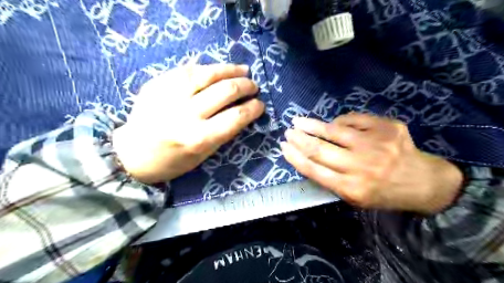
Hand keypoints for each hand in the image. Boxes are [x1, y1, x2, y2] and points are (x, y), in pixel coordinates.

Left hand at [113, 64, 264, 183]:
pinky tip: (218, 69)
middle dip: (245, 86)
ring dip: (230, 70)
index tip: (260, 104)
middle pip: (225, 91)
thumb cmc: (172, 161)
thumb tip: (242, 110)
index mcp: (199, 138)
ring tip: (243, 70)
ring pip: (207, 73)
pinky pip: (188, 69)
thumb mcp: (203, 155)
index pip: (236, 117)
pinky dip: (208, 68)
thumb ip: (223, 132)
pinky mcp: (157, 83)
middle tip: (253, 86)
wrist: (132, 154)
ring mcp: (169, 95)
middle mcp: (185, 114)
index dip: (253, 108)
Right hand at [282, 112, 461, 214]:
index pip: (313, 169)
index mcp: (351, 188)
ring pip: (334, 130)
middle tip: (288, 132)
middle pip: (319, 149)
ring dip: (312, 124)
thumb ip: (330, 179)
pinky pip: (353, 119)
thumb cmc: (383, 193)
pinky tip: (334, 123)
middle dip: (299, 139)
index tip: (283, 147)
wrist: (423, 182)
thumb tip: (308, 155)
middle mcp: (362, 166)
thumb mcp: (354, 197)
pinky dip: (340, 121)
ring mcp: (376, 144)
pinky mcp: (387, 128)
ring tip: (299, 121)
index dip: (295, 156)